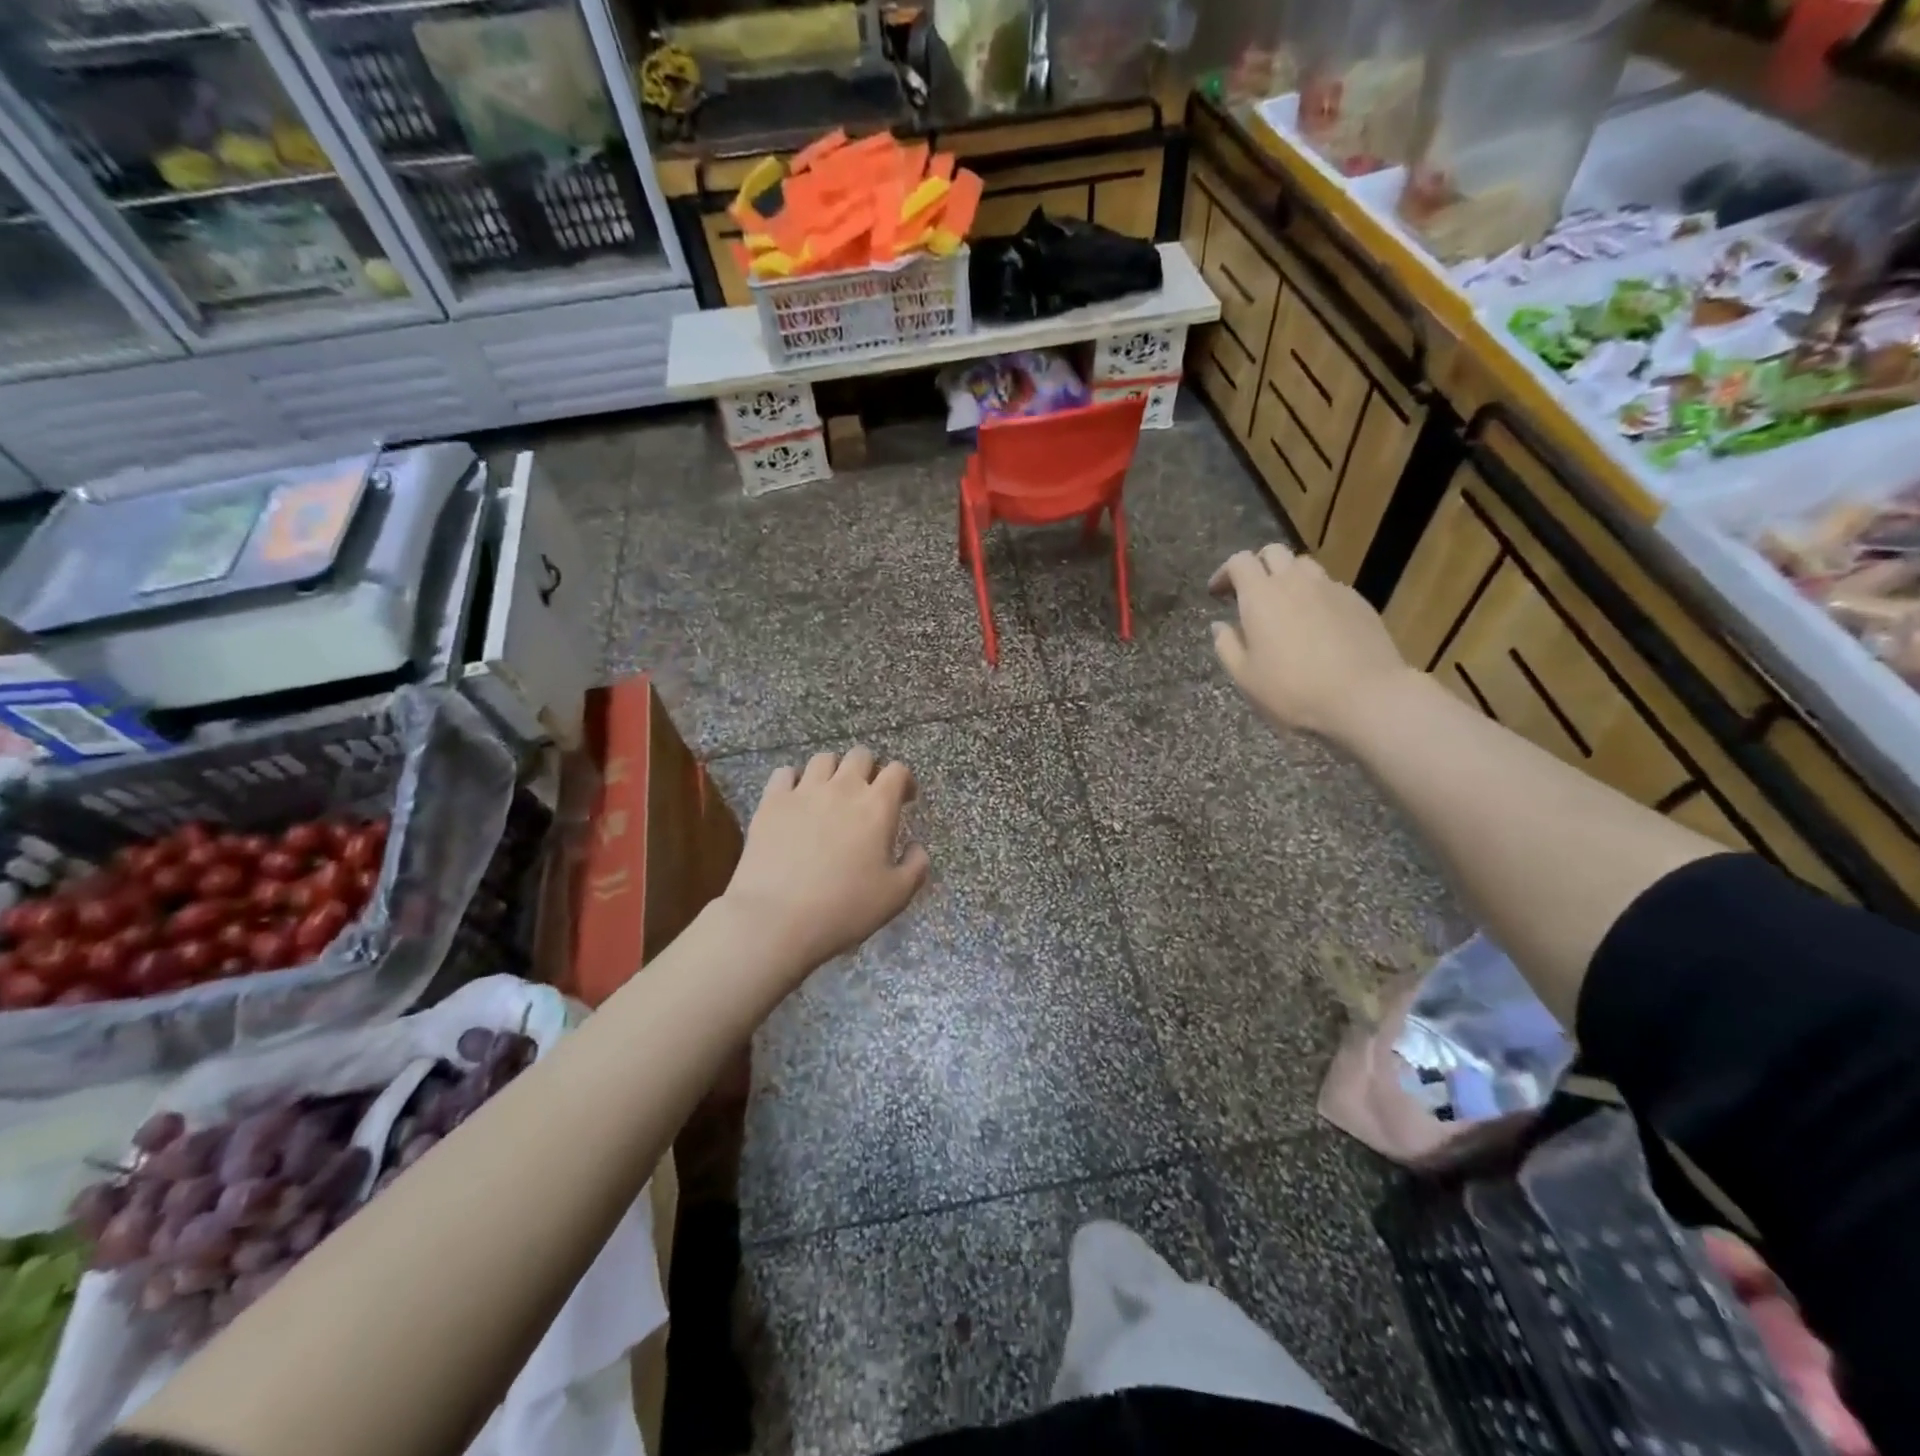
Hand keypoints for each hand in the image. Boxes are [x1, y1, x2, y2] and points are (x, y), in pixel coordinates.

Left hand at [722, 748, 930, 974]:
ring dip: (833, 771)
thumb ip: (916, 866)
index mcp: (877, 807)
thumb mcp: (896, 896)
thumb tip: (916, 847)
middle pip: (860, 756)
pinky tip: (795, 800)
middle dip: (869, 770)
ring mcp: (804, 791)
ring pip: (823, 759)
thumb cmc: (844, 908)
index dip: (904, 781)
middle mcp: (842, 788)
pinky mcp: (772, 802)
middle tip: (867, 796)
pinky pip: (785, 773)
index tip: (904, 799)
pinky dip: (794, 780)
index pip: (897, 771)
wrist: (776, 919)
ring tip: (830, 794)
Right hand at [1208, 543, 1416, 741]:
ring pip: (1304, 566)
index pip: (1239, 562)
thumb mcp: (1245, 677)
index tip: (1218, 593)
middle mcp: (1295, 581)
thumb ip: (1227, 646)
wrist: (1365, 697)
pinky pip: (1329, 587)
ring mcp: (1331, 588)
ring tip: (1285, 606)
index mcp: (1261, 596)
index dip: (1225, 572)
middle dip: (1257, 566)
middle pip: (1273, 552)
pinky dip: (1315, 596)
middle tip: (1251, 593)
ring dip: (1288, 577)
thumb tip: (1220, 626)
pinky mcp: (1358, 601)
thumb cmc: (1293, 689)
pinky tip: (1317, 625)